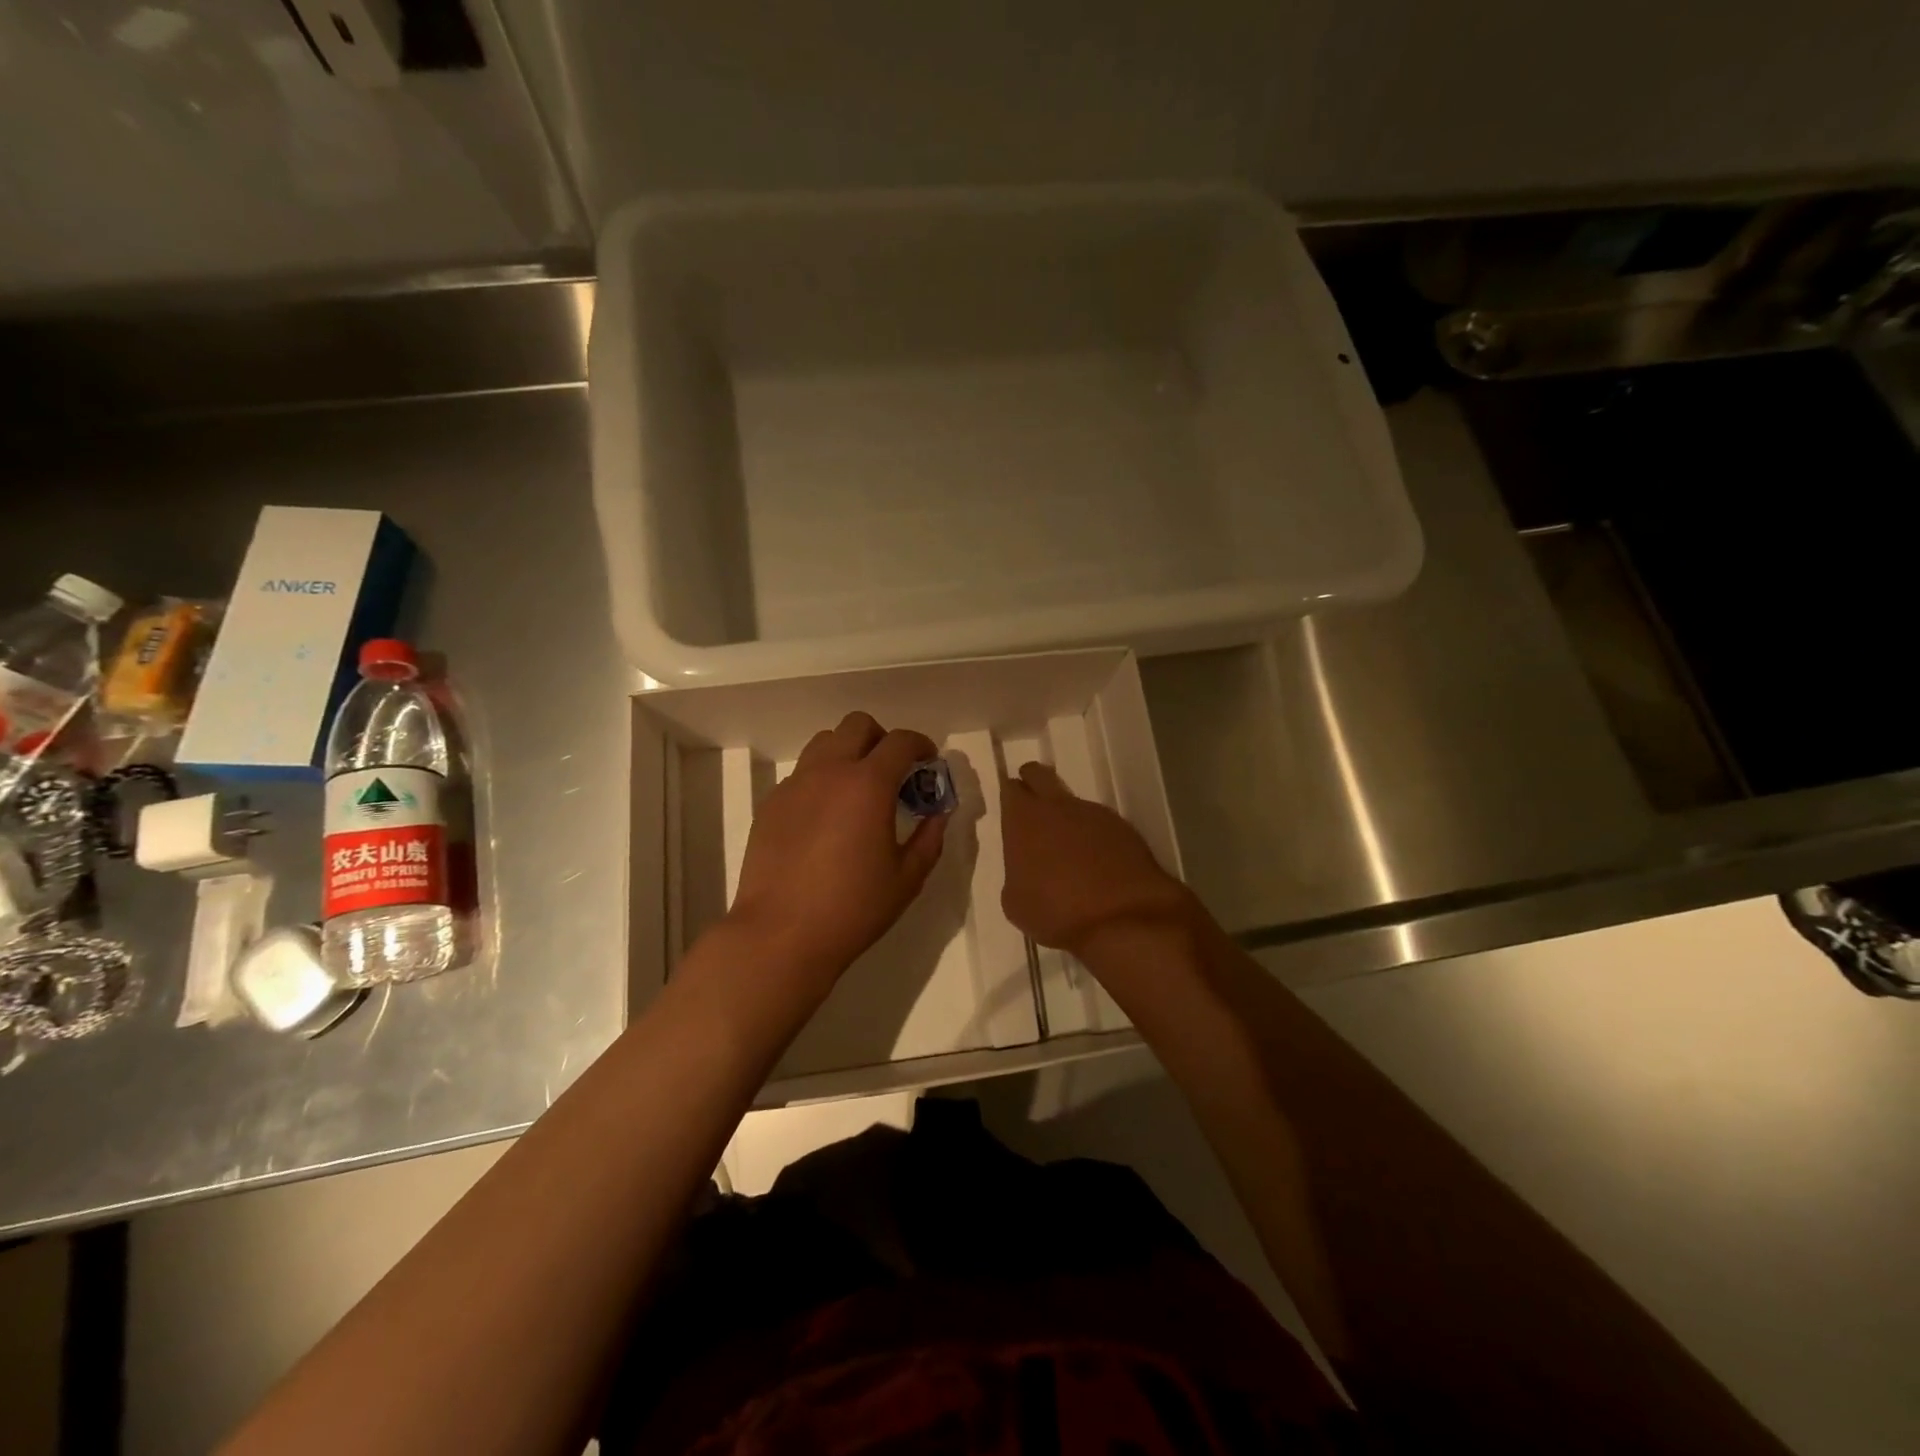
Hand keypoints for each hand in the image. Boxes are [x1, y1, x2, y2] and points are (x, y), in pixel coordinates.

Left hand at [728, 712, 946, 991]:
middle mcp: (829, 772)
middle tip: (893, 772)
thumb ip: (929, 837)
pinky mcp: (771, 804)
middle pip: (858, 725)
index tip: (928, 761)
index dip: (921, 744)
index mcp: (868, 784)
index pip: (900, 741)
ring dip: (848, 753)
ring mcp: (795, 785)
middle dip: (882, 739)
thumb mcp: (907, 878)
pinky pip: (802, 774)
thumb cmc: (853, 908)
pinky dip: (821, 779)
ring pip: (824, 743)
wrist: (781, 934)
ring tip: (857, 790)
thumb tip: (938, 813)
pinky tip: (826, 817)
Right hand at [1001, 762, 1193, 957]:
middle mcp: (1057, 806)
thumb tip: (1027, 870)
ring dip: (1068, 818)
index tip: (1011, 811)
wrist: (1123, 920)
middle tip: (1032, 807)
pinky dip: (1095, 837)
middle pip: (1040, 775)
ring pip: (1073, 803)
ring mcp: (1094, 813)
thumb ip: (1016, 874)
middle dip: (1033, 783)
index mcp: (1023, 819)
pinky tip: (1098, 864)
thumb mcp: (1016, 902)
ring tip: (1070, 851)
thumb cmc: (1057, 912)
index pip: (1010, 789)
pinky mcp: (1124, 828)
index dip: (1010, 797)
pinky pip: (1100, 824)